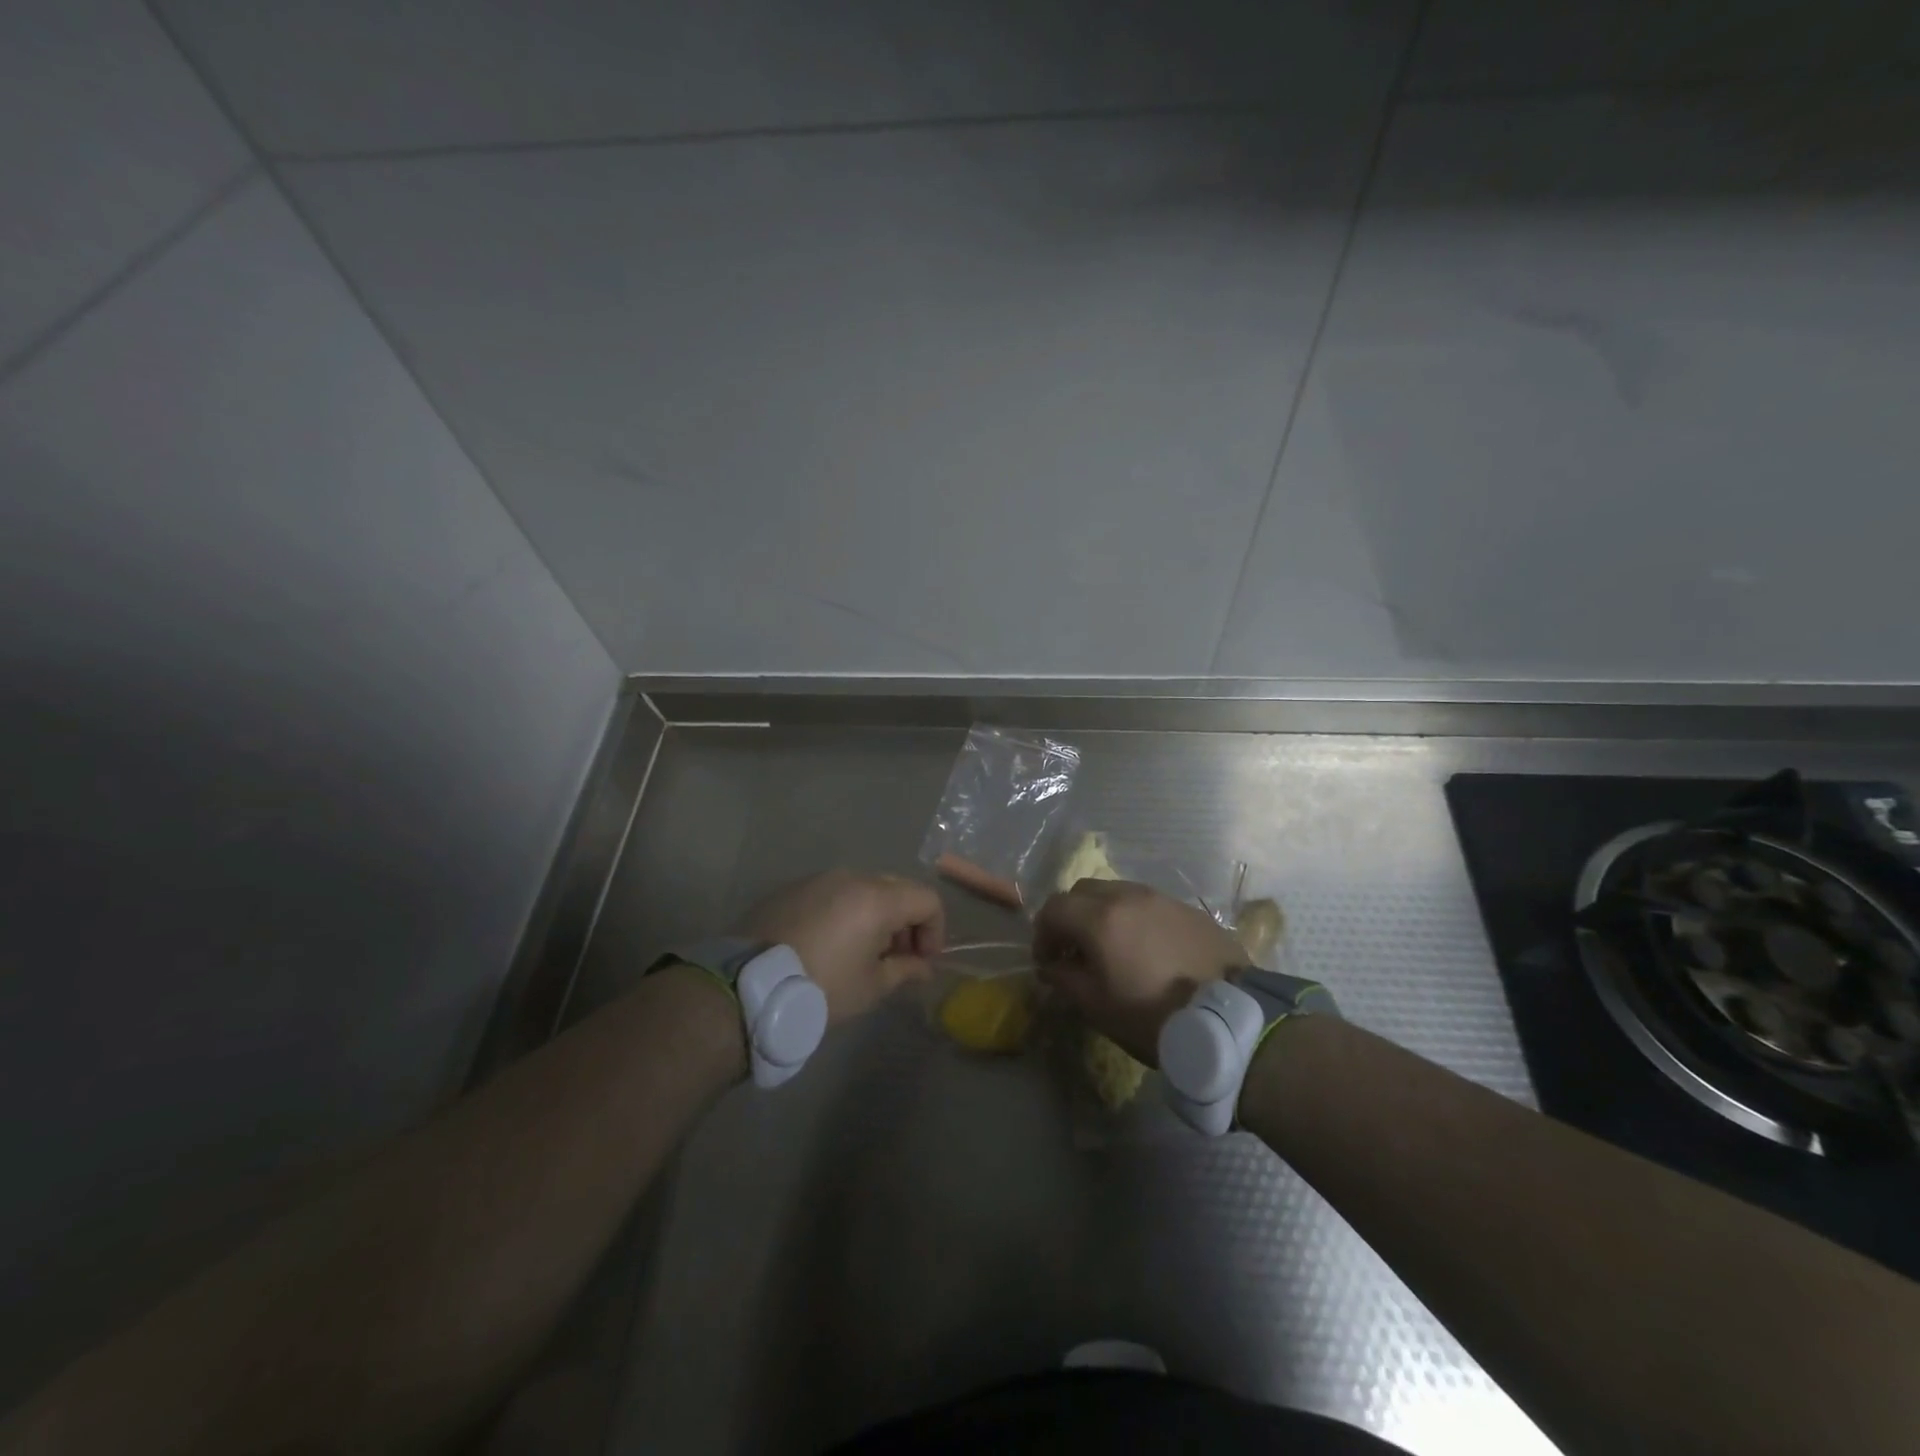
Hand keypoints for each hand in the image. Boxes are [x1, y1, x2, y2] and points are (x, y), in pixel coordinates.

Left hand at [742, 870, 944, 1024]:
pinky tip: (828, 944)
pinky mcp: (791, 888)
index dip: (935, 930)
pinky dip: (844, 912)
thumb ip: (905, 970)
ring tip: (860, 953)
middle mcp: (851, 877)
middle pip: (897, 889)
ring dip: (875, 915)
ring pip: (863, 888)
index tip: (922, 961)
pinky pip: (832, 893)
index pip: (927, 899)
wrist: (745, 986)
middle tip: (896, 958)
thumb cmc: (819, 988)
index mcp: (877, 898)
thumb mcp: (870, 987)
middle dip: (906, 922)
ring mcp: (818, 878)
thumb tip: (923, 967)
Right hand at [1034, 879, 1244, 1063]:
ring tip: (1112, 949)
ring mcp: (1162, 898)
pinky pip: (1149, 904)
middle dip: (1071, 916)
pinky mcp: (1189, 909)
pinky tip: (1147, 950)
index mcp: (1099, 918)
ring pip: (1118, 892)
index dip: (1042, 933)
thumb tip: (1050, 967)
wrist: (1229, 1020)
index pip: (1054, 908)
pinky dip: (1135, 919)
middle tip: (1074, 951)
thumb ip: (1064, 979)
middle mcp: (1128, 896)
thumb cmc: (1152, 1016)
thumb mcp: (1097, 1006)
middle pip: (1084, 891)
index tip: (1047, 961)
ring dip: (1104, 914)